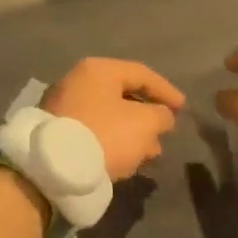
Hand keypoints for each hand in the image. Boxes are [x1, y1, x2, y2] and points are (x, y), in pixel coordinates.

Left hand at [42, 58, 184, 180]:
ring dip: (132, 133)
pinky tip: (125, 161)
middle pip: (123, 95)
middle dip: (148, 117)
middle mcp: (77, 81)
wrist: (53, 168)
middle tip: (165, 135)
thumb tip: (161, 116)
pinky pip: (93, 130)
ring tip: (149, 155)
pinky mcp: (57, 131)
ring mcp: (63, 106)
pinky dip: (112, 141)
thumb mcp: (144, 123)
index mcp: (98, 70)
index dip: (166, 91)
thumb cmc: (105, 135)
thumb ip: (161, 115)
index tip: (183, 109)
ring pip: (108, 116)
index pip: (141, 74)